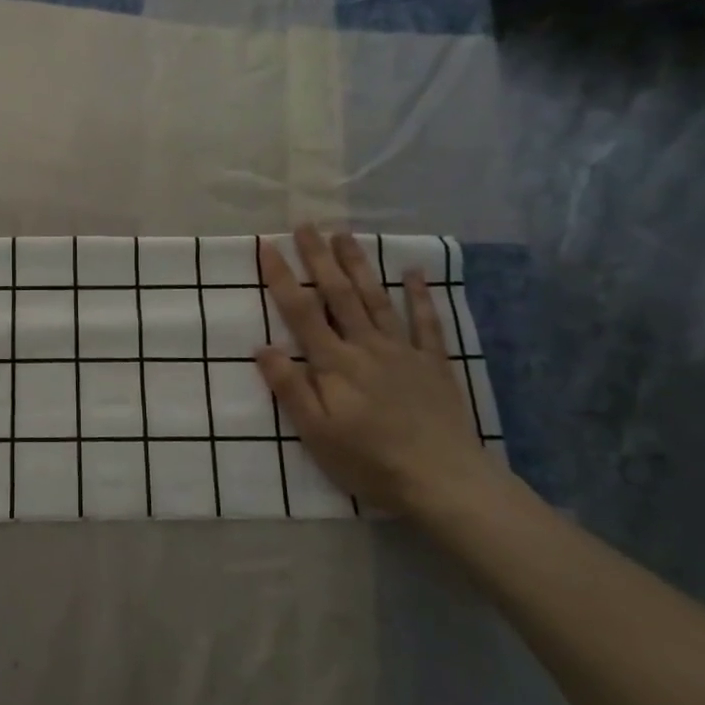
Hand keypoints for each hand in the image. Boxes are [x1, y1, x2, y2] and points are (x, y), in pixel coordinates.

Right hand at [254, 225, 497, 517]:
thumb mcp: (316, 433)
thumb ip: (290, 387)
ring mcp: (403, 351)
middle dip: (319, 258)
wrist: (442, 480)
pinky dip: (419, 296)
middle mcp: (366, 346)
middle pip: (338, 294)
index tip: (266, 246)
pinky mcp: (433, 364)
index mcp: (334, 363)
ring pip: (376, 299)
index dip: (281, 277)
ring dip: (358, 265)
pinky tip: (413, 272)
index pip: (301, 311)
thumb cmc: (369, 460)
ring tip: (344, 235)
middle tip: (306, 225)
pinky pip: (426, 323)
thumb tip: (262, 346)